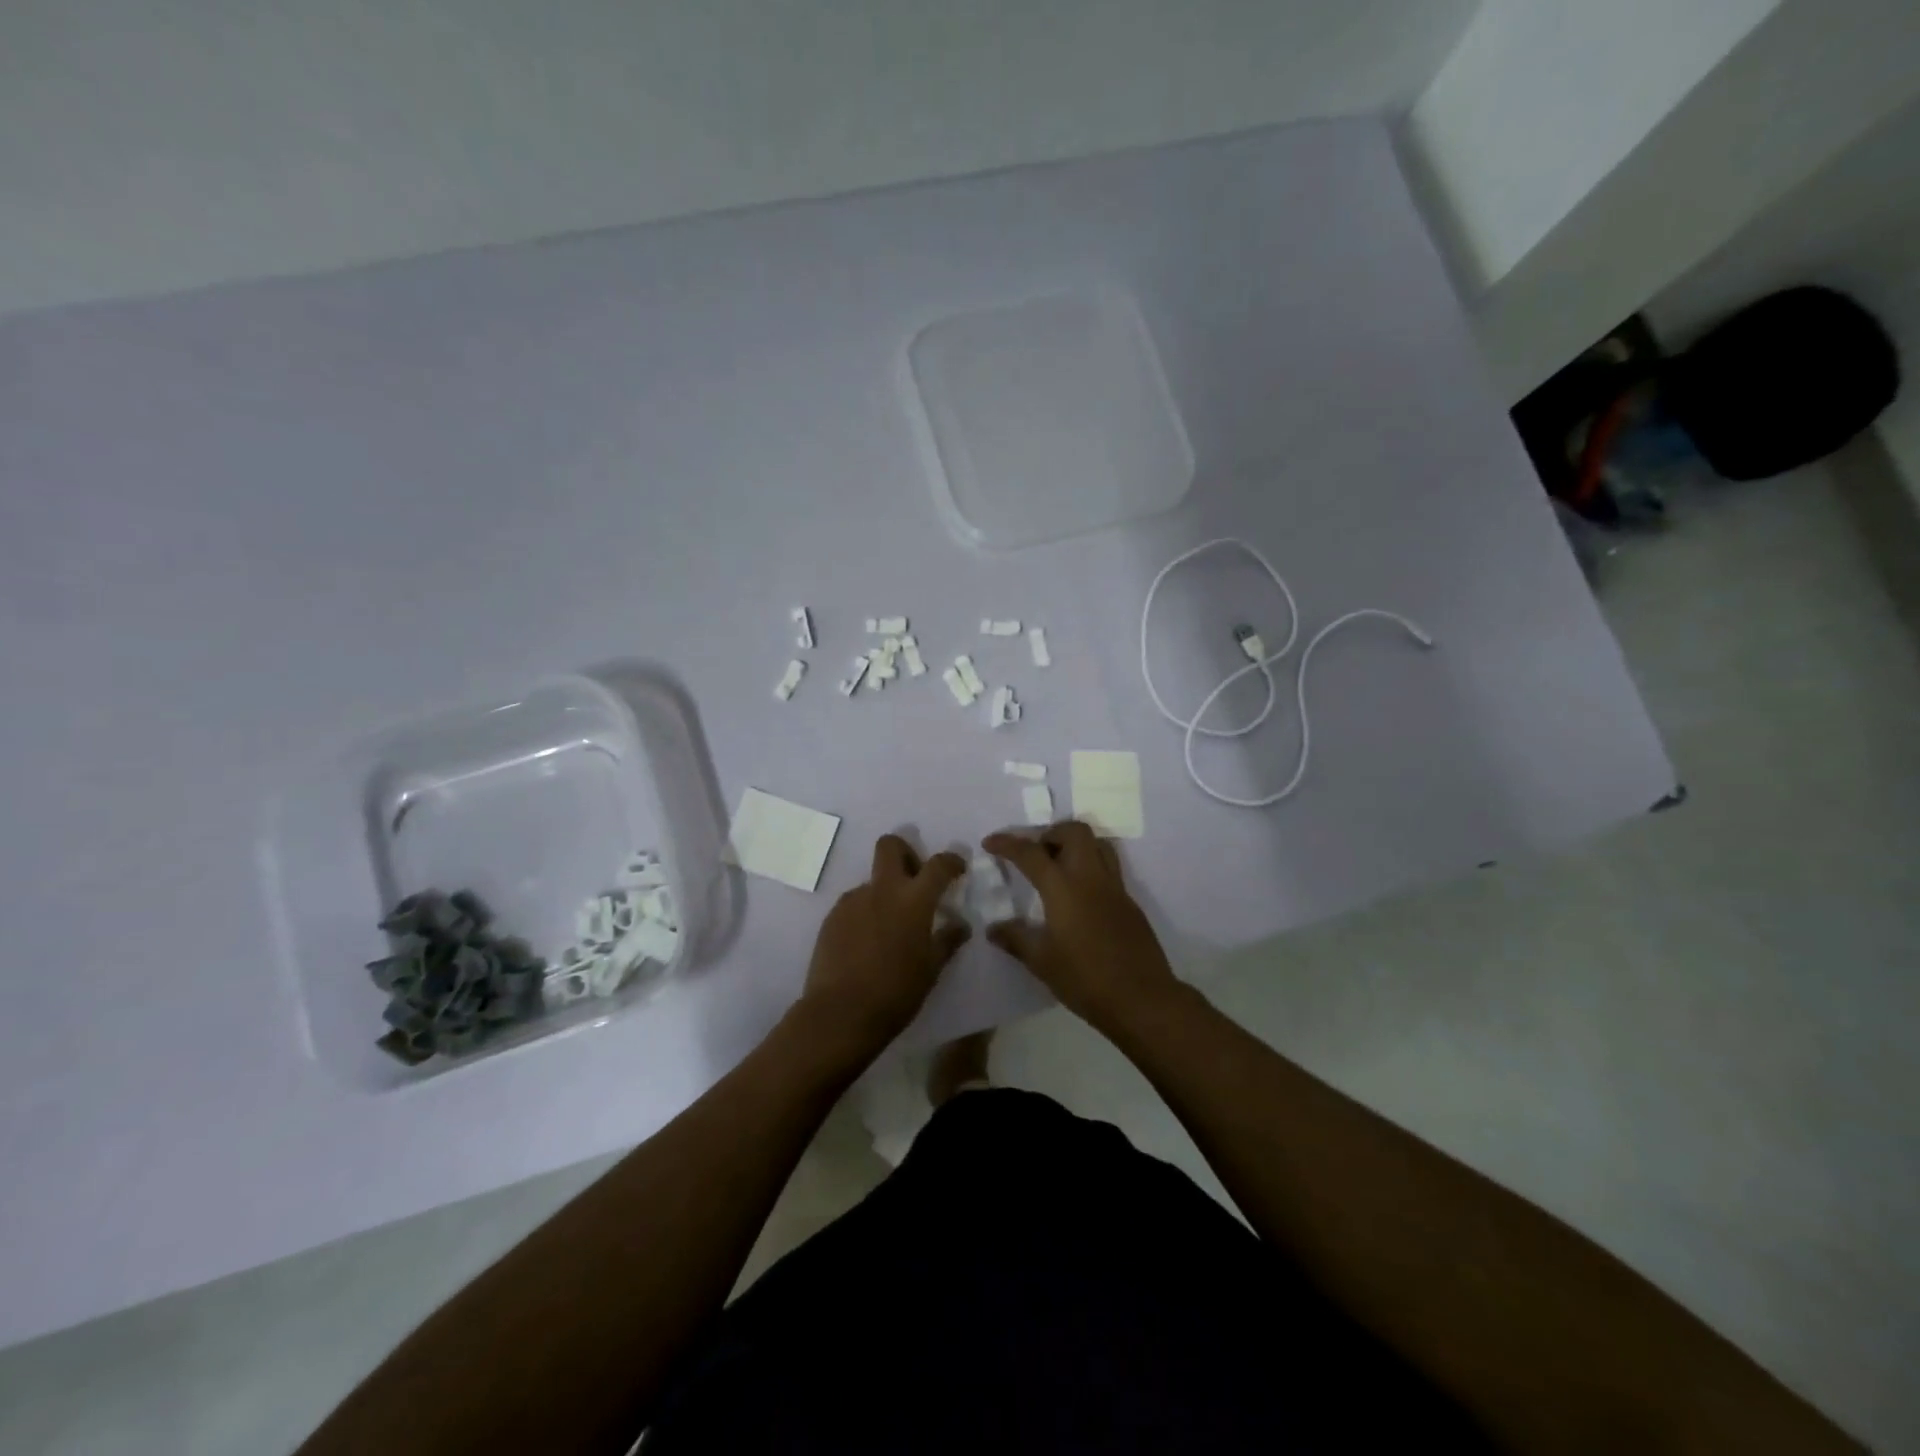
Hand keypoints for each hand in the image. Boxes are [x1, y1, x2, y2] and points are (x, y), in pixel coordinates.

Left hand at [799, 834, 969, 1053]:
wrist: (840, 1014)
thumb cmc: (895, 993)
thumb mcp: (931, 969)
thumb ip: (947, 940)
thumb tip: (960, 925)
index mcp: (913, 900)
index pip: (938, 865)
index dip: (951, 861)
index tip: (956, 869)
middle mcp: (882, 890)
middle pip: (890, 846)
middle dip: (906, 852)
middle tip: (915, 879)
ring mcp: (853, 901)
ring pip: (872, 880)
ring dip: (885, 891)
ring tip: (890, 927)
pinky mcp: (832, 917)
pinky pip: (855, 903)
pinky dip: (866, 912)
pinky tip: (867, 943)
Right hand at [981, 821, 1180, 1033]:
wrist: (1142, 999)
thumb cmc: (1085, 979)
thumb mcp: (1042, 962)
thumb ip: (1016, 939)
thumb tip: (993, 929)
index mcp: (1063, 888)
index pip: (1031, 853)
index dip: (1007, 843)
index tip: (990, 843)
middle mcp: (1091, 878)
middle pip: (1074, 832)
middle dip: (1050, 833)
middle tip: (1035, 855)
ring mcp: (1115, 888)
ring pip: (1098, 844)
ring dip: (1076, 845)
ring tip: (1059, 867)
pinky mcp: (1130, 903)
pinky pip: (1110, 868)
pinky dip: (1091, 867)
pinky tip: (1081, 896)